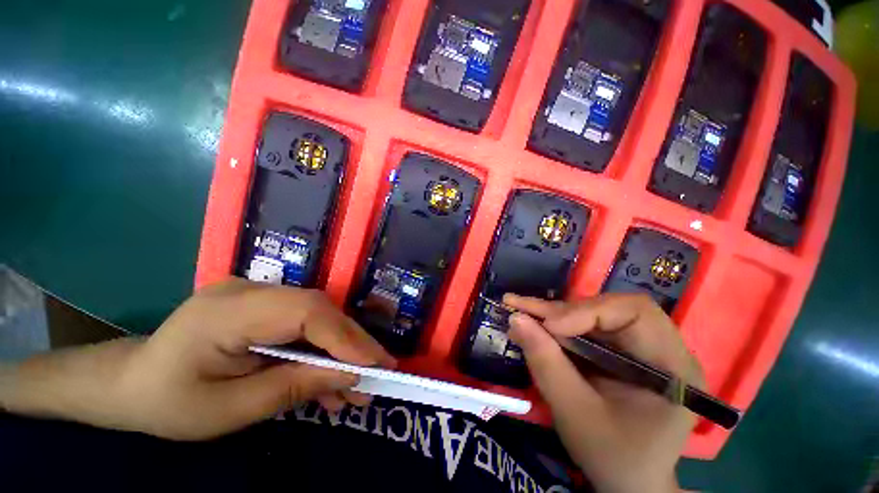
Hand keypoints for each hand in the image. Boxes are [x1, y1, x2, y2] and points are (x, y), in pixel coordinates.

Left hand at [2, 279, 393, 440]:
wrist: (132, 382)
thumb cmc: (169, 403)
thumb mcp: (230, 411)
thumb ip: (293, 388)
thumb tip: (350, 377)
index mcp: (227, 311)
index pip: (305, 313)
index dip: (344, 336)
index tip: (375, 363)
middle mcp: (249, 289)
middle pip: (318, 309)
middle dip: (351, 341)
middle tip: (378, 369)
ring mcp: (258, 292)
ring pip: (317, 314)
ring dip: (340, 347)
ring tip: (356, 381)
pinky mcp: (265, 303)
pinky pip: (304, 320)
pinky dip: (322, 346)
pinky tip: (329, 374)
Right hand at [504, 293, 703, 492]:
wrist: (629, 481)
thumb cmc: (613, 457)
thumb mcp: (575, 415)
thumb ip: (546, 364)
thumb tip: (515, 319)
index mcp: (672, 367)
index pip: (635, 312)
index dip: (588, 311)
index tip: (549, 325)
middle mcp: (662, 348)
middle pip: (610, 308)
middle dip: (562, 310)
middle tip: (522, 309)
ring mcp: (641, 347)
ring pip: (593, 313)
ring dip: (554, 314)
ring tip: (522, 313)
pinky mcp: (621, 350)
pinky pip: (586, 326)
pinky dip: (557, 324)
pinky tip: (534, 324)